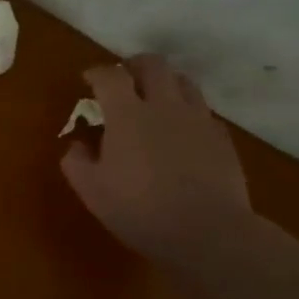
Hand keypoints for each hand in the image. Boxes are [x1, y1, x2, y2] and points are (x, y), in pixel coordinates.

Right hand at [60, 55, 252, 263]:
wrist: (208, 234)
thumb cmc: (140, 210)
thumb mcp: (92, 190)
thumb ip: (77, 162)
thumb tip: (77, 146)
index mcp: (127, 114)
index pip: (110, 76)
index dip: (97, 73)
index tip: (88, 80)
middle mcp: (164, 106)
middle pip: (153, 64)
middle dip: (135, 65)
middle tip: (125, 78)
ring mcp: (198, 120)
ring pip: (184, 81)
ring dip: (166, 82)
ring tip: (156, 98)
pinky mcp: (222, 139)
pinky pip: (204, 111)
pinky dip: (188, 111)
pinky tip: (182, 131)